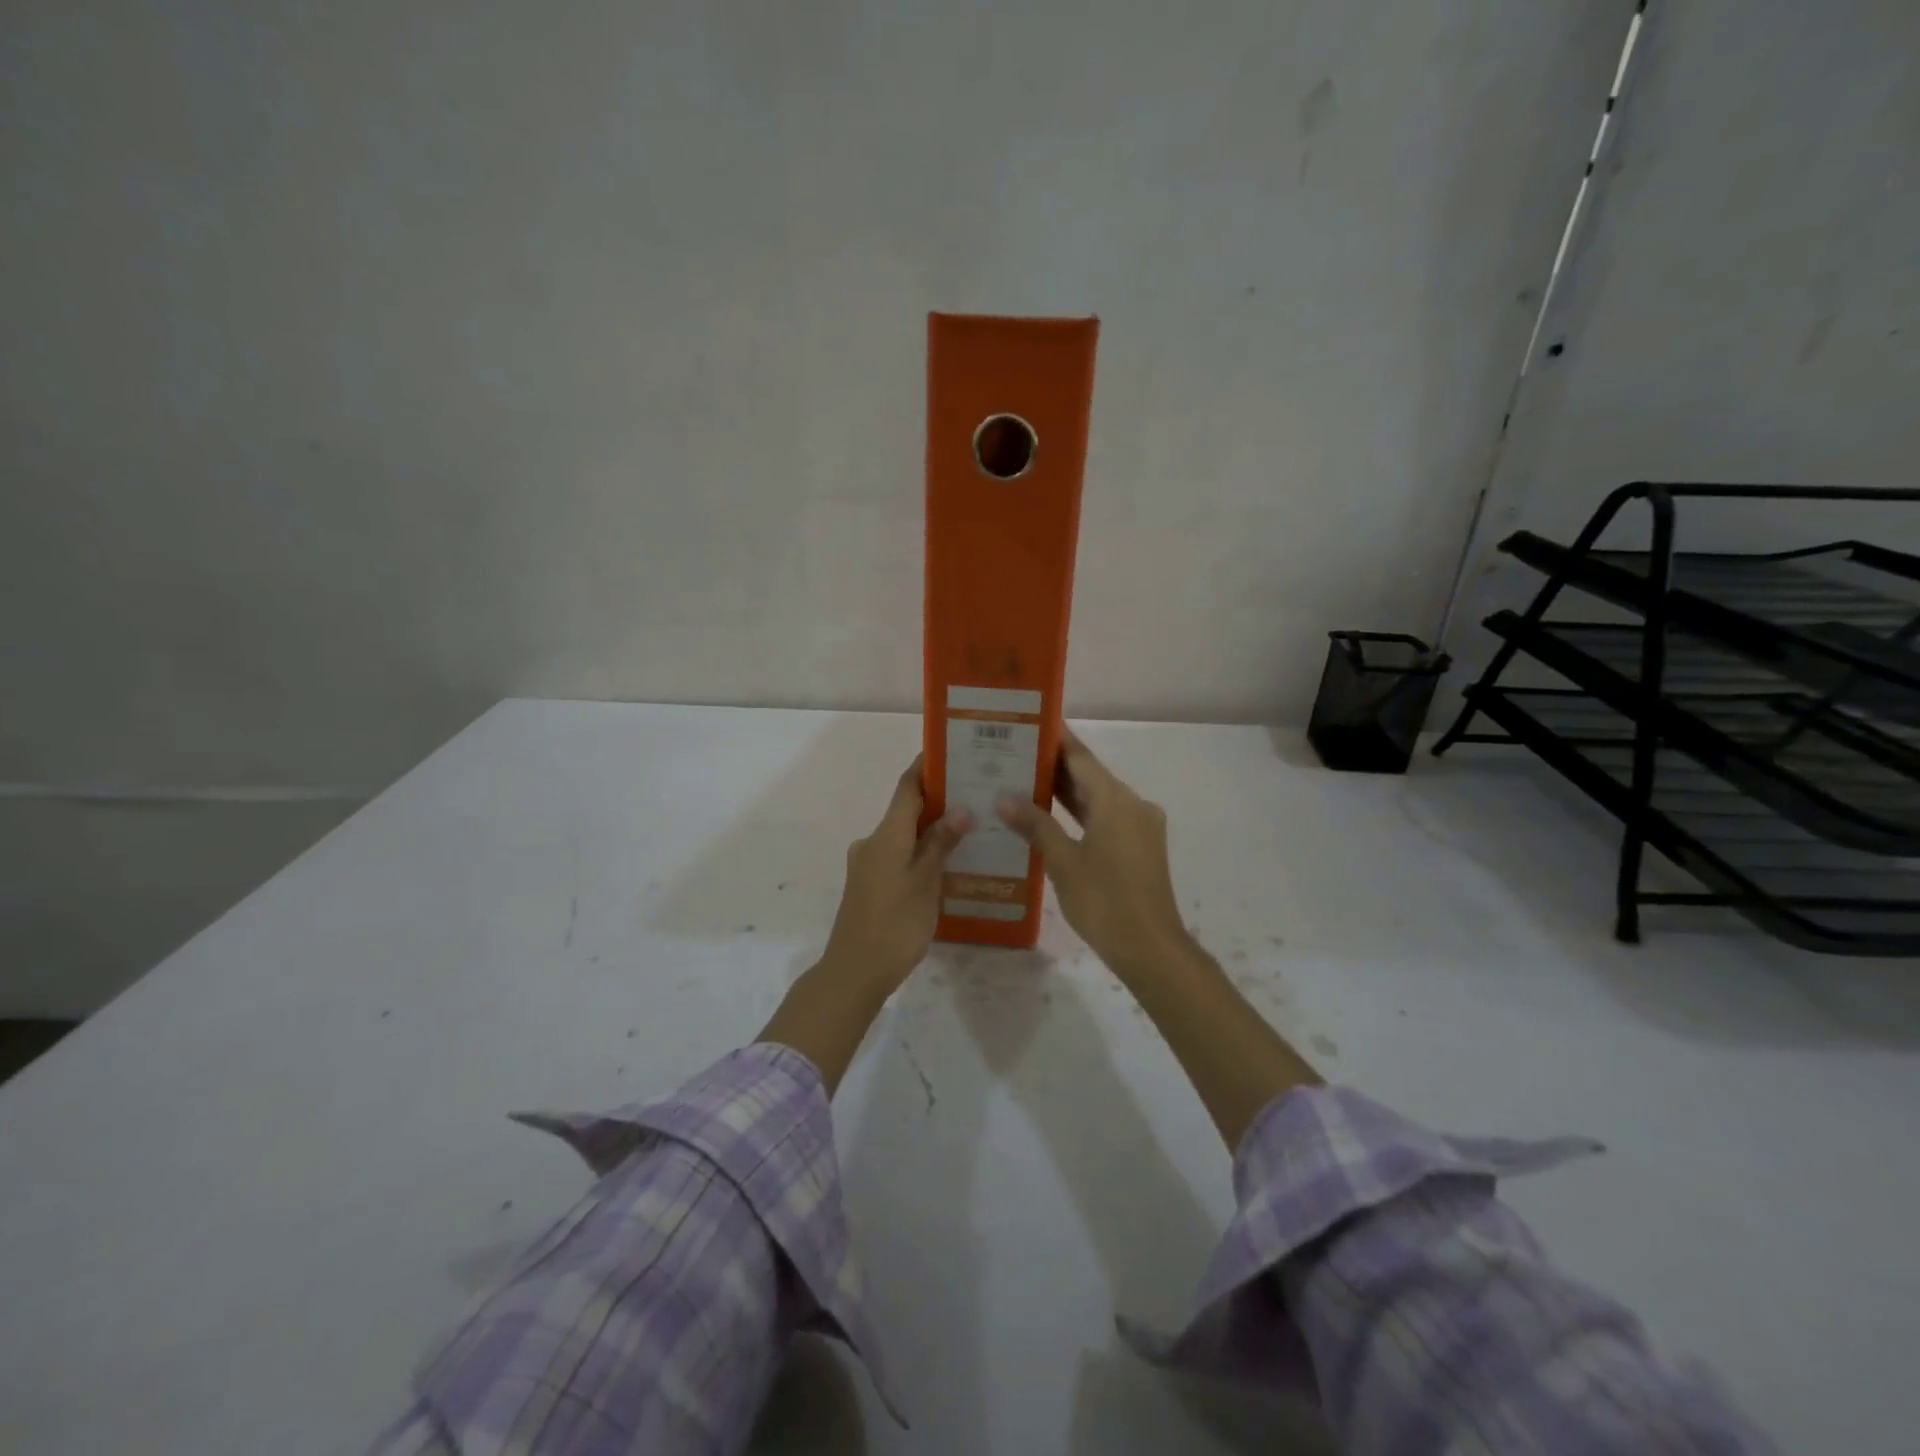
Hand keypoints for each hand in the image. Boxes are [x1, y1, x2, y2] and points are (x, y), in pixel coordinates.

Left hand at [820, 758, 972, 998]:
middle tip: (976, 793)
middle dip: (939, 799)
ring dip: (932, 828)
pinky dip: (922, 851)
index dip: (926, 767)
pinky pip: (899, 856)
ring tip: (970, 827)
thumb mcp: (925, 882)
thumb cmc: (894, 924)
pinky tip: (948, 862)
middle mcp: (873, 842)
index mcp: (886, 835)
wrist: (854, 972)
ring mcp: (869, 864)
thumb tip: (961, 808)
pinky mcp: (870, 885)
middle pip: (906, 810)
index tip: (951, 751)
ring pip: (904, 835)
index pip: (907, 787)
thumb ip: (941, 843)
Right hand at [1001, 729, 1317, 1145]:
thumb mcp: (1063, 862)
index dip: (1055, 739)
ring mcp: (1140, 826)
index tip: (1029, 722)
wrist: (1151, 949)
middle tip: (1015, 752)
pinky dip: (1080, 813)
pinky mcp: (1140, 847)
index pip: (1080, 757)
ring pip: (1098, 798)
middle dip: (1054, 765)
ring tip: (1025, 779)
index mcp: (1116, 801)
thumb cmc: (1104, 902)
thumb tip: (1005, 798)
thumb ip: (1035, 825)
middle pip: (1089, 776)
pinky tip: (1051, 817)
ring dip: (1066, 791)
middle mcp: (1132, 805)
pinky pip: (1106, 817)